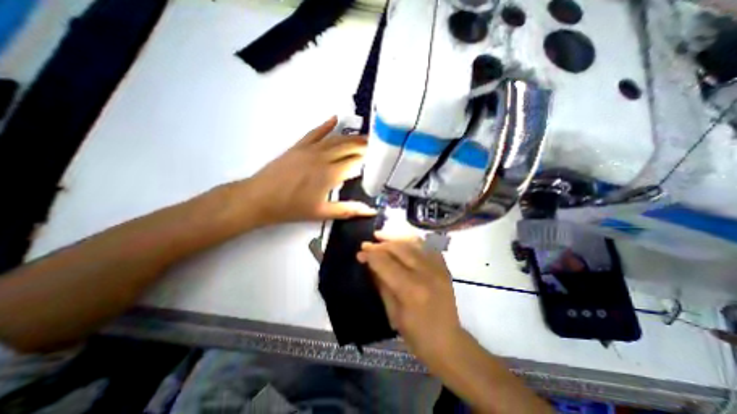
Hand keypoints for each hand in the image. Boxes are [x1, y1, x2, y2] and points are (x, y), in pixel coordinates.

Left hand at [247, 117, 376, 224]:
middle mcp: (323, 158)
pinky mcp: (299, 146)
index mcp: (330, 174)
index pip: (355, 162)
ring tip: (363, 136)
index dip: (367, 159)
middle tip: (375, 145)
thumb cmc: (292, 208)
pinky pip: (315, 132)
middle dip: (363, 145)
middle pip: (348, 147)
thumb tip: (370, 211)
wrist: (260, 198)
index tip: (378, 157)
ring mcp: (310, 149)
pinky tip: (335, 118)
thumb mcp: (322, 212)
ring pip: (335, 139)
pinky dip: (326, 125)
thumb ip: (348, 210)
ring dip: (351, 136)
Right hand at [356, 233, 462, 364]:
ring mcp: (438, 267)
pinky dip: (411, 241)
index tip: (360, 252)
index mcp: (411, 289)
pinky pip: (426, 246)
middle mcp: (426, 273)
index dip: (370, 255)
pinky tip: (402, 242)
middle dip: (380, 243)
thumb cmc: (416, 334)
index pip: (385, 262)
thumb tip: (369, 263)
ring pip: (413, 242)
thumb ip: (381, 283)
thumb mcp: (392, 311)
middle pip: (399, 247)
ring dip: (395, 237)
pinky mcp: (444, 267)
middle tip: (368, 243)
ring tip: (381, 236)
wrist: (448, 342)